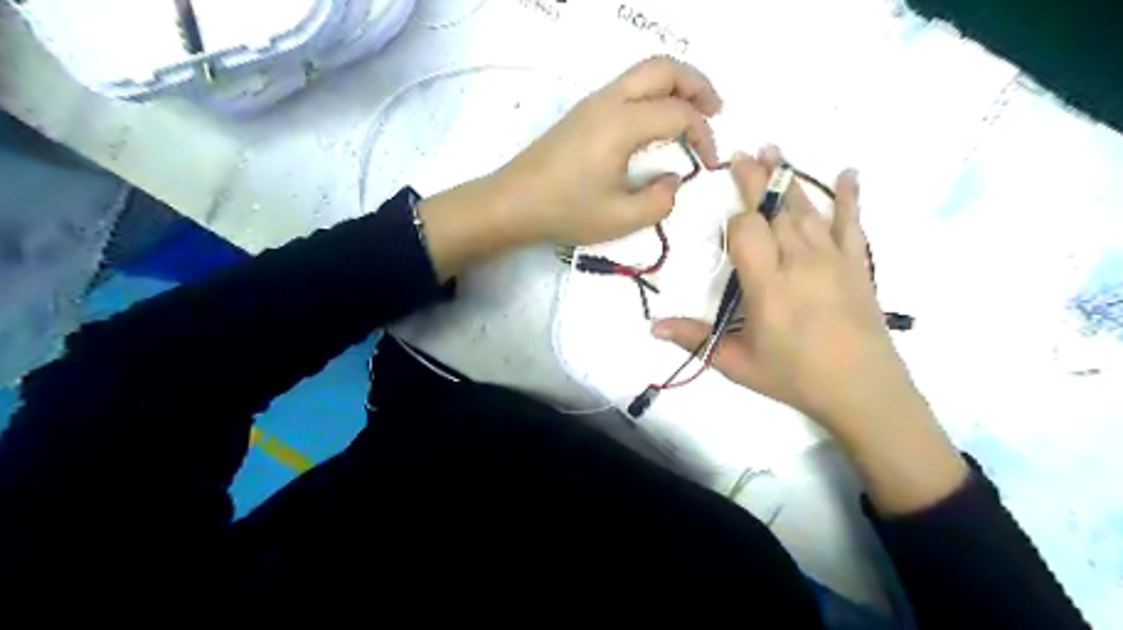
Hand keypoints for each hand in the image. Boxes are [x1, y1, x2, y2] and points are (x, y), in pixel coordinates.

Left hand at [496, 54, 724, 245]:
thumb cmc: (565, 211)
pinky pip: (627, 87)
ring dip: (675, 85)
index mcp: (622, 124)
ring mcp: (592, 103)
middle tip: (716, 110)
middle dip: (697, 83)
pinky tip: (657, 122)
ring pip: (643, 72)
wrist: (512, 203)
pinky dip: (653, 94)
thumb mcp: (620, 218)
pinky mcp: (582, 113)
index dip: (704, 134)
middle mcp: (609, 101)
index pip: (679, 113)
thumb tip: (674, 181)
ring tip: (693, 113)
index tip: (709, 163)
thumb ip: (659, 202)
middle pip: (663, 68)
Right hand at [654, 147, 924, 434]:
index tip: (726, 213)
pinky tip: (848, 172)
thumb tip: (653, 327)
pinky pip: (852, 224)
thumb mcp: (736, 363)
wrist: (863, 391)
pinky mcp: (857, 265)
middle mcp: (799, 262)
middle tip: (743, 152)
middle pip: (775, 209)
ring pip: (806, 209)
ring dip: (788, 178)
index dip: (735, 217)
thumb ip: (695, 339)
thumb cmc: (793, 377)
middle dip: (757, 179)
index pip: (747, 231)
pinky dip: (850, 197)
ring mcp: (832, 260)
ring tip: (774, 150)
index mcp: (767, 285)